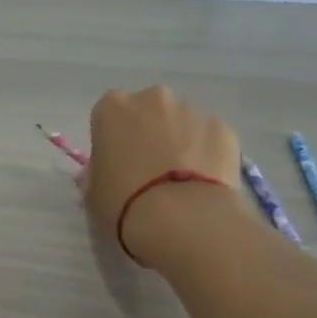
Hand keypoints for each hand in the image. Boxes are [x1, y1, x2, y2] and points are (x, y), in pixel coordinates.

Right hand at [83, 86, 243, 266]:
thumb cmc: (124, 202)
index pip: (107, 116)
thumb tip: (101, 172)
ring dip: (179, 143)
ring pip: (182, 123)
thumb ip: (95, 175)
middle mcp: (154, 99)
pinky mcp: (224, 129)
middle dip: (148, 134)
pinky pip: (209, 139)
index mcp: (113, 108)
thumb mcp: (92, 194)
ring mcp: (193, 111)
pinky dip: (206, 155)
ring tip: (180, 183)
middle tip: (149, 172)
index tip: (116, 165)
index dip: (112, 141)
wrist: (182, 218)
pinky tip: (204, 185)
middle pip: (148, 112)